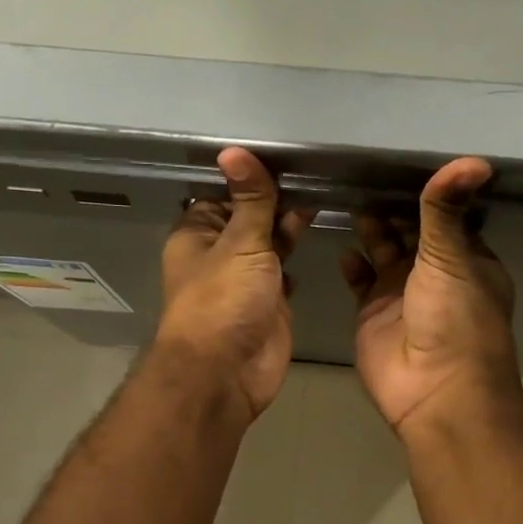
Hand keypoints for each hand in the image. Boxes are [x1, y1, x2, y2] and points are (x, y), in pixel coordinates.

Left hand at [155, 148, 309, 420]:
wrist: (227, 372)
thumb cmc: (224, 300)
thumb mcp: (239, 242)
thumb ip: (250, 200)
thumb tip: (234, 150)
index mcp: (198, 233)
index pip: (223, 194)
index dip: (250, 177)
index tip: (286, 154)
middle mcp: (219, 253)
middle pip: (249, 217)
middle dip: (276, 200)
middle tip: (317, 171)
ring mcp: (244, 280)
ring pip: (269, 244)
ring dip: (290, 227)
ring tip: (324, 194)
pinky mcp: (269, 303)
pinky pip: (284, 273)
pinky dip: (297, 259)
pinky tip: (318, 235)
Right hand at [342, 157, 521, 437]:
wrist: (434, 389)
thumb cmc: (455, 319)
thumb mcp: (452, 257)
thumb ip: (446, 211)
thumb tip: (473, 159)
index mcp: (466, 260)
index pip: (446, 218)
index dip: (428, 193)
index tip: (400, 160)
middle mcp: (435, 275)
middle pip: (411, 233)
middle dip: (393, 208)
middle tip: (363, 171)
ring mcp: (401, 295)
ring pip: (383, 253)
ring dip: (371, 230)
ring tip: (348, 196)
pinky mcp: (372, 313)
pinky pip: (360, 281)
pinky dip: (352, 264)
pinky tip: (342, 245)